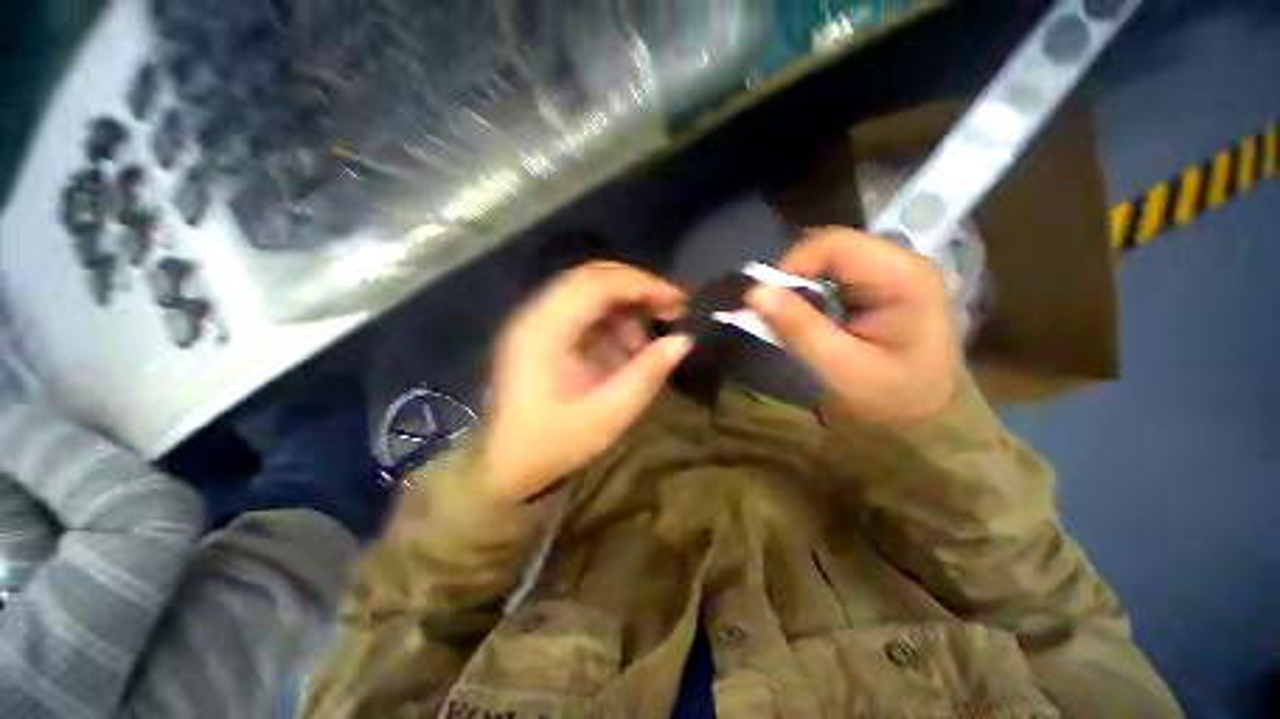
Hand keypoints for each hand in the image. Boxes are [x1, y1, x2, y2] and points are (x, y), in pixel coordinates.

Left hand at [482, 262, 692, 501]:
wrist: (506, 465)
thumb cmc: (552, 445)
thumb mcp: (608, 416)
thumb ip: (647, 375)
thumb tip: (683, 340)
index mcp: (543, 332)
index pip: (595, 284)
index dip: (642, 284)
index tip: (679, 300)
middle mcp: (535, 316)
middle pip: (591, 278)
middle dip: (637, 288)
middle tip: (672, 309)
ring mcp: (537, 323)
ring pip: (589, 292)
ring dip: (625, 307)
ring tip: (647, 341)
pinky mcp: (544, 334)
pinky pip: (584, 312)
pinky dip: (613, 322)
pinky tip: (626, 347)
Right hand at [746, 227, 958, 422]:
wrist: (924, 417)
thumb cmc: (888, 398)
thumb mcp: (839, 368)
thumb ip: (798, 328)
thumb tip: (754, 292)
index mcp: (903, 277)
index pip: (834, 245)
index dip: (790, 265)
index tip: (764, 299)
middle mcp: (901, 262)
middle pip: (830, 248)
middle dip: (793, 276)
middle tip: (772, 311)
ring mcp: (892, 271)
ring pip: (827, 260)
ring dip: (799, 285)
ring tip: (788, 317)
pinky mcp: (880, 284)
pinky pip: (832, 275)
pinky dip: (809, 292)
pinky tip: (807, 316)